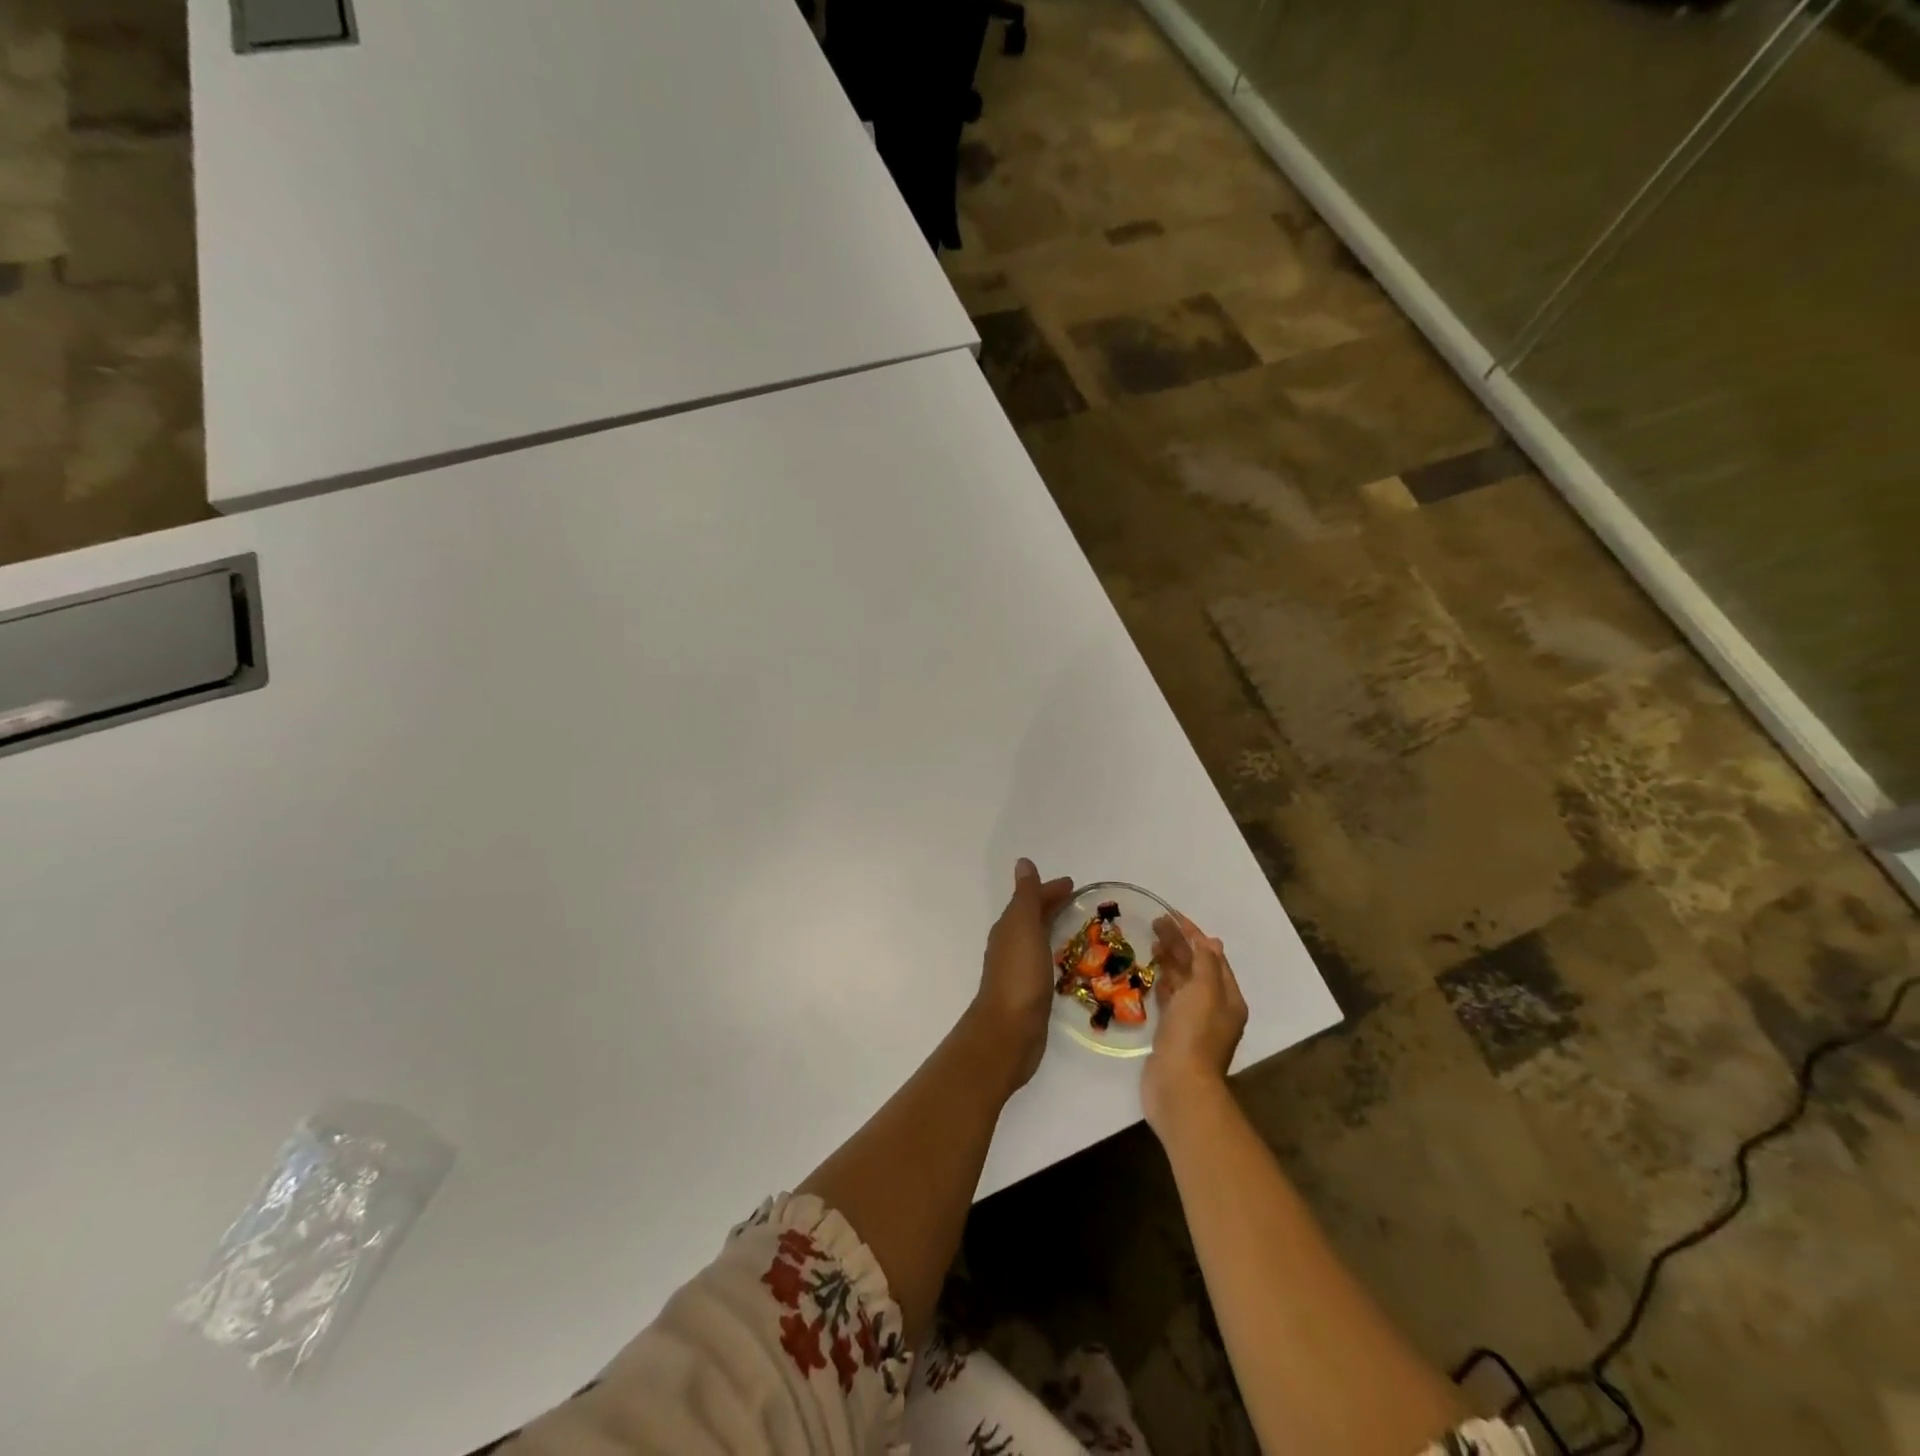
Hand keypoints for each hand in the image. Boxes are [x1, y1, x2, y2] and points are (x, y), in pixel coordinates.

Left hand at [966, 858, 1073, 1093]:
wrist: (1008, 1031)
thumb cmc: (1018, 975)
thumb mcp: (1023, 927)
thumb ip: (1026, 896)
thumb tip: (1023, 862)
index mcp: (1009, 927)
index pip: (1031, 900)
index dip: (1050, 890)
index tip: (1074, 885)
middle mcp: (1010, 945)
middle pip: (1033, 917)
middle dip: (1052, 906)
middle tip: (1079, 901)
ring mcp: (1018, 969)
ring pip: (1037, 939)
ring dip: (1053, 928)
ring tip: (1078, 928)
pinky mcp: (1029, 992)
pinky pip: (1044, 962)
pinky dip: (1054, 953)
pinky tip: (1066, 962)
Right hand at [1142, 911, 1247, 1134]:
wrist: (1179, 1087)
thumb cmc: (1194, 1035)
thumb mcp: (1204, 992)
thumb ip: (1205, 964)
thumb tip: (1210, 941)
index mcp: (1228, 997)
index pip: (1210, 955)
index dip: (1191, 933)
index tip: (1169, 914)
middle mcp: (1214, 1008)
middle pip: (1196, 967)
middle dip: (1178, 944)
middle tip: (1154, 923)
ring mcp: (1194, 1022)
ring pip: (1182, 983)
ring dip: (1170, 962)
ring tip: (1151, 943)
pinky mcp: (1174, 1034)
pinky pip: (1170, 1000)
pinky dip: (1163, 984)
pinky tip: (1152, 976)